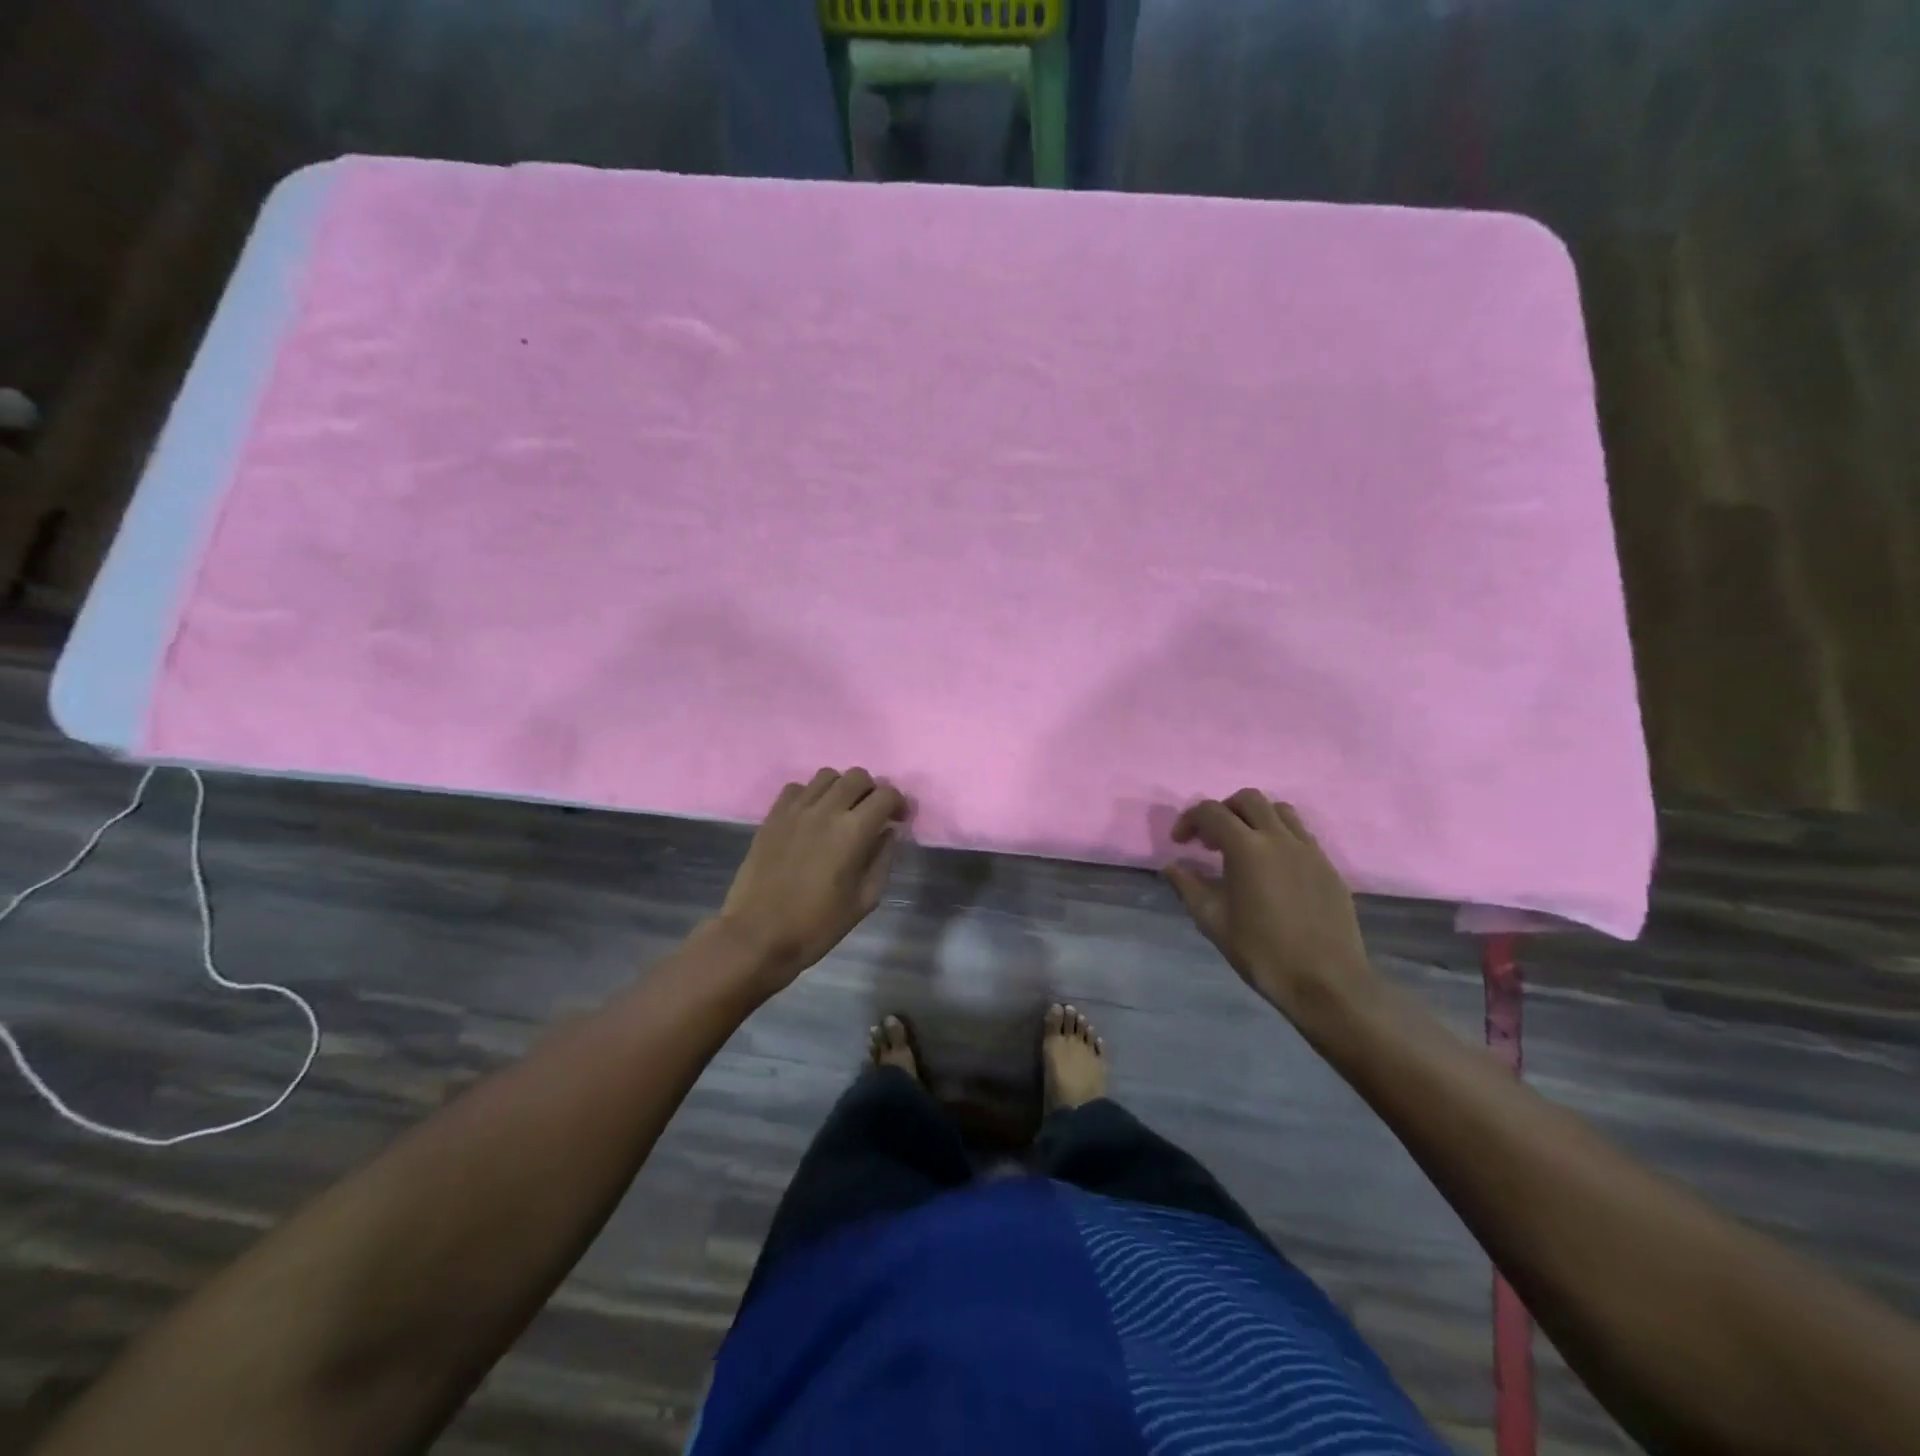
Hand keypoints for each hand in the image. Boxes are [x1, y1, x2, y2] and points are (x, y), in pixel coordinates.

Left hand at [718, 768, 907, 990]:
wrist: (757, 935)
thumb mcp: (864, 900)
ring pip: (827, 775)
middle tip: (871, 815)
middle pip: (857, 776)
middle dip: (872, 791)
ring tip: (841, 812)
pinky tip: (811, 817)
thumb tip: (888, 832)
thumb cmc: (817, 925)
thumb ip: (882, 860)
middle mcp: (825, 810)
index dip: (899, 803)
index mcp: (853, 831)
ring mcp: (795, 810)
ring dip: (841, 788)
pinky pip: (796, 788)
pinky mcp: (772, 816)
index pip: (886, 795)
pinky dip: (810, 795)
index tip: (899, 820)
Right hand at [1164, 789, 1379, 1028]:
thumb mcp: (1213, 921)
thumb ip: (1188, 887)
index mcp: (1247, 848)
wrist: (1326, 982)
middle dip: (1223, 811)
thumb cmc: (1262, 952)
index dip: (1189, 820)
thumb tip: (1172, 866)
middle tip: (1211, 840)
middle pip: (1248, 799)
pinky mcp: (1328, 866)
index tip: (1180, 843)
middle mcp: (1280, 838)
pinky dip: (1279, 836)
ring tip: (1243, 847)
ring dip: (1254, 818)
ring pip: (1279, 810)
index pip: (1211, 812)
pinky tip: (1272, 868)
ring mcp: (1309, 850)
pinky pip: (1300, 834)